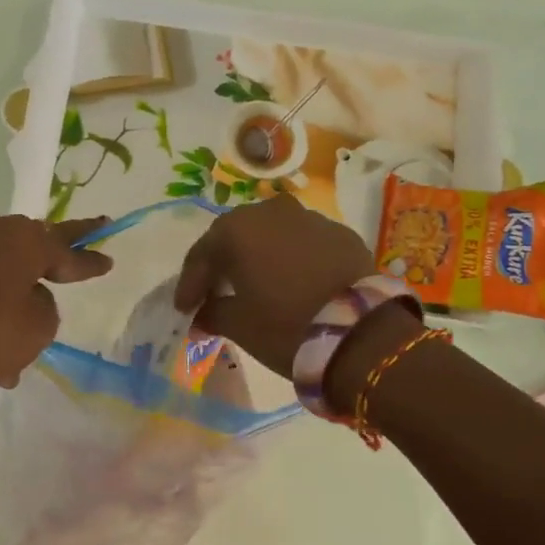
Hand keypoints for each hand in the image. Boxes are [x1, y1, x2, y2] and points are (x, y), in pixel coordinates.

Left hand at [0, 212, 111, 388]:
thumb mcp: (39, 326)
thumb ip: (45, 304)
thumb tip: (27, 294)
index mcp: (27, 240)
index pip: (69, 251)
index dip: (90, 261)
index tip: (109, 260)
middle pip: (34, 245)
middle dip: (54, 256)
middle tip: (80, 246)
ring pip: (4, 270)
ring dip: (16, 295)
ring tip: (22, 336)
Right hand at [174, 195, 379, 378]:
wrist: (360, 333)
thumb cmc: (285, 325)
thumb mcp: (239, 325)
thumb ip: (213, 313)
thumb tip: (202, 314)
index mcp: (238, 229)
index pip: (201, 255)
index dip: (190, 284)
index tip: (183, 309)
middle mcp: (271, 212)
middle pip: (236, 237)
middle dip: (223, 265)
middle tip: (215, 292)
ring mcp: (310, 218)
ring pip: (272, 235)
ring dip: (259, 257)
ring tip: (256, 286)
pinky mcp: (341, 234)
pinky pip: (304, 243)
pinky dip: (292, 259)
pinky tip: (293, 283)